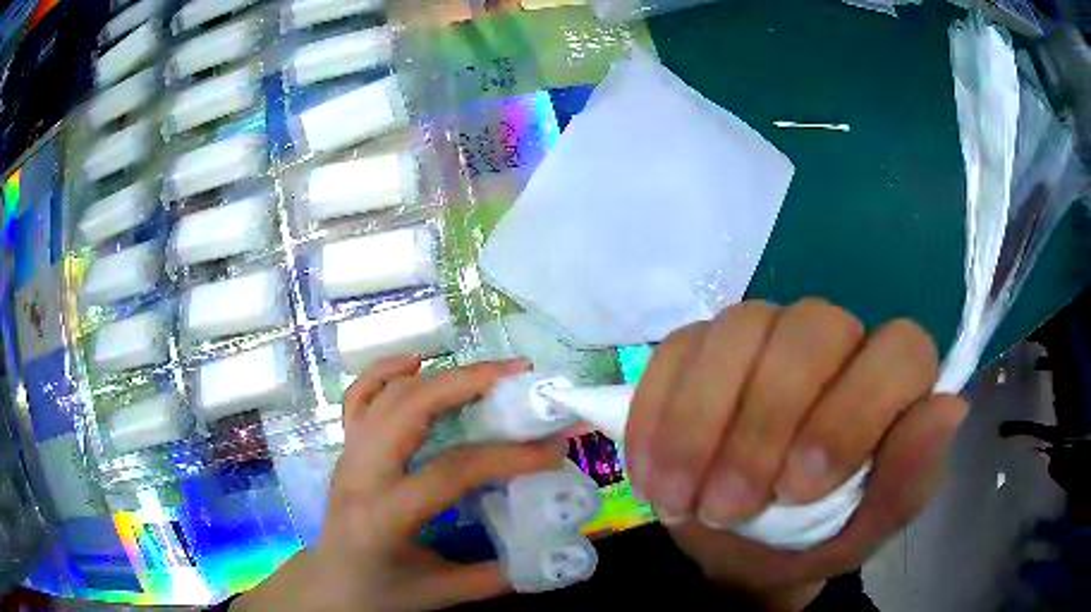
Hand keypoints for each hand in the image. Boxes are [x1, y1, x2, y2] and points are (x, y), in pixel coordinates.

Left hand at [236, 356, 561, 611]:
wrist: (329, 583)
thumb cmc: (380, 592)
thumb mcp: (439, 594)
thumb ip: (494, 577)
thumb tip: (549, 553)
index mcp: (385, 515)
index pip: (450, 471)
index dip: (506, 456)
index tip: (553, 448)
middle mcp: (361, 473)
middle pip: (411, 409)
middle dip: (468, 383)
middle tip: (518, 377)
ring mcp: (348, 454)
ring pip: (389, 395)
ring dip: (440, 375)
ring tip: (487, 372)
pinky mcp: (346, 448)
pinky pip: (359, 397)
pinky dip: (385, 371)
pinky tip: (415, 360)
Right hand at [625, 299, 967, 609]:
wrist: (745, 550)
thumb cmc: (817, 539)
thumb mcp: (866, 529)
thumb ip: (908, 479)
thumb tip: (950, 409)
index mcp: (891, 381)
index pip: (900, 351)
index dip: (853, 412)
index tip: (798, 489)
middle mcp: (835, 340)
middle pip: (812, 326)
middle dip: (765, 421)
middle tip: (728, 507)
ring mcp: (765, 334)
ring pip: (740, 327)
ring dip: (701, 421)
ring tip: (681, 498)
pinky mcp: (702, 347)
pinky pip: (677, 350)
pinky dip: (659, 413)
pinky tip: (650, 470)